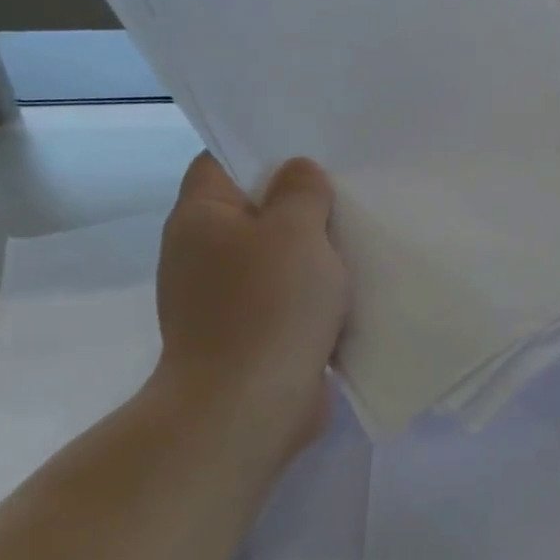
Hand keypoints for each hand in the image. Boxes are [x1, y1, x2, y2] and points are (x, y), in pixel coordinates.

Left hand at [155, 153, 348, 452]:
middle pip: (254, 211)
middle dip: (300, 205)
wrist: (249, 407)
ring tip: (358, 238)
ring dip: (312, 253)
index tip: (313, 155)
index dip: (265, 153)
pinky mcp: (248, 335)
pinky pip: (284, 298)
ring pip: (274, 257)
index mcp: (200, 218)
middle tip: (348, 194)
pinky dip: (311, 293)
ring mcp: (222, 299)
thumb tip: (298, 172)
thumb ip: (301, 192)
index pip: (222, 162)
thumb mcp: (295, 231)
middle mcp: (202, 254)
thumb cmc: (270, 306)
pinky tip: (348, 289)